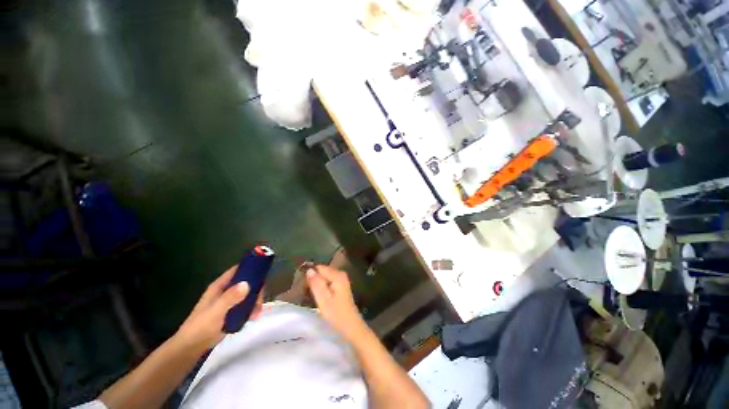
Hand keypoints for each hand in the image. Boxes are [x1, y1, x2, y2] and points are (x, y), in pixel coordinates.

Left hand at [175, 266, 262, 351]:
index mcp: (220, 286)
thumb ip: (230, 298)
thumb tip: (247, 284)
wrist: (190, 348)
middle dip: (256, 290)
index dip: (250, 267)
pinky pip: (246, 305)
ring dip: (255, 301)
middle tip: (260, 301)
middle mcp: (226, 291)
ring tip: (257, 312)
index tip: (263, 272)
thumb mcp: (216, 311)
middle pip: (247, 282)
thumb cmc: (201, 327)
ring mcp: (229, 302)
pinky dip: (252, 309)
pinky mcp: (232, 312)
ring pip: (248, 294)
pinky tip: (253, 317)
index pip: (238, 270)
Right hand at [306, 265, 366, 340]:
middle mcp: (341, 274)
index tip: (301, 283)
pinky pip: (328, 281)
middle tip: (304, 290)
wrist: (351, 326)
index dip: (310, 274)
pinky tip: (317, 294)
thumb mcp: (323, 300)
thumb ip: (316, 284)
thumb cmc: (336, 314)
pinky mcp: (341, 286)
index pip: (320, 267)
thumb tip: (309, 270)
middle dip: (313, 278)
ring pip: (325, 276)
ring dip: (317, 282)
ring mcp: (342, 279)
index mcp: (337, 275)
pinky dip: (322, 286)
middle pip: (322, 271)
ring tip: (308, 292)